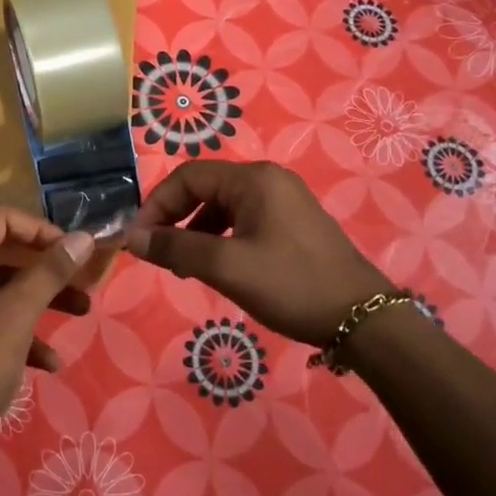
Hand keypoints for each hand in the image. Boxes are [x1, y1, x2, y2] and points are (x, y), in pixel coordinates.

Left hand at [0, 205, 95, 459]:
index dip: (38, 227)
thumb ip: (50, 272)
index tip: (71, 248)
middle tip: (81, 275)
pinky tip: (51, 361)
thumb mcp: (17, 315)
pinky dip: (22, 331)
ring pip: (2, 287)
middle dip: (46, 265)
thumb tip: (84, 238)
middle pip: (2, 251)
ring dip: (41, 298)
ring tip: (82, 311)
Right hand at [125, 160, 389, 344]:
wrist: (363, 318)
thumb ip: (176, 248)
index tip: (139, 240)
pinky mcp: (293, 224)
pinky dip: (220, 238)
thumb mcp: (227, 267)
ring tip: (182, 266)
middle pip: (204, 188)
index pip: (187, 177)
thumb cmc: (291, 285)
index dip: (156, 205)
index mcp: (253, 179)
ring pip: (223, 207)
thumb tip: (133, 239)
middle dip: (174, 218)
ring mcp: (285, 201)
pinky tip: (215, 266)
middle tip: (157, 253)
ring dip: (195, 231)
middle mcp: (269, 180)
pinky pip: (244, 221)